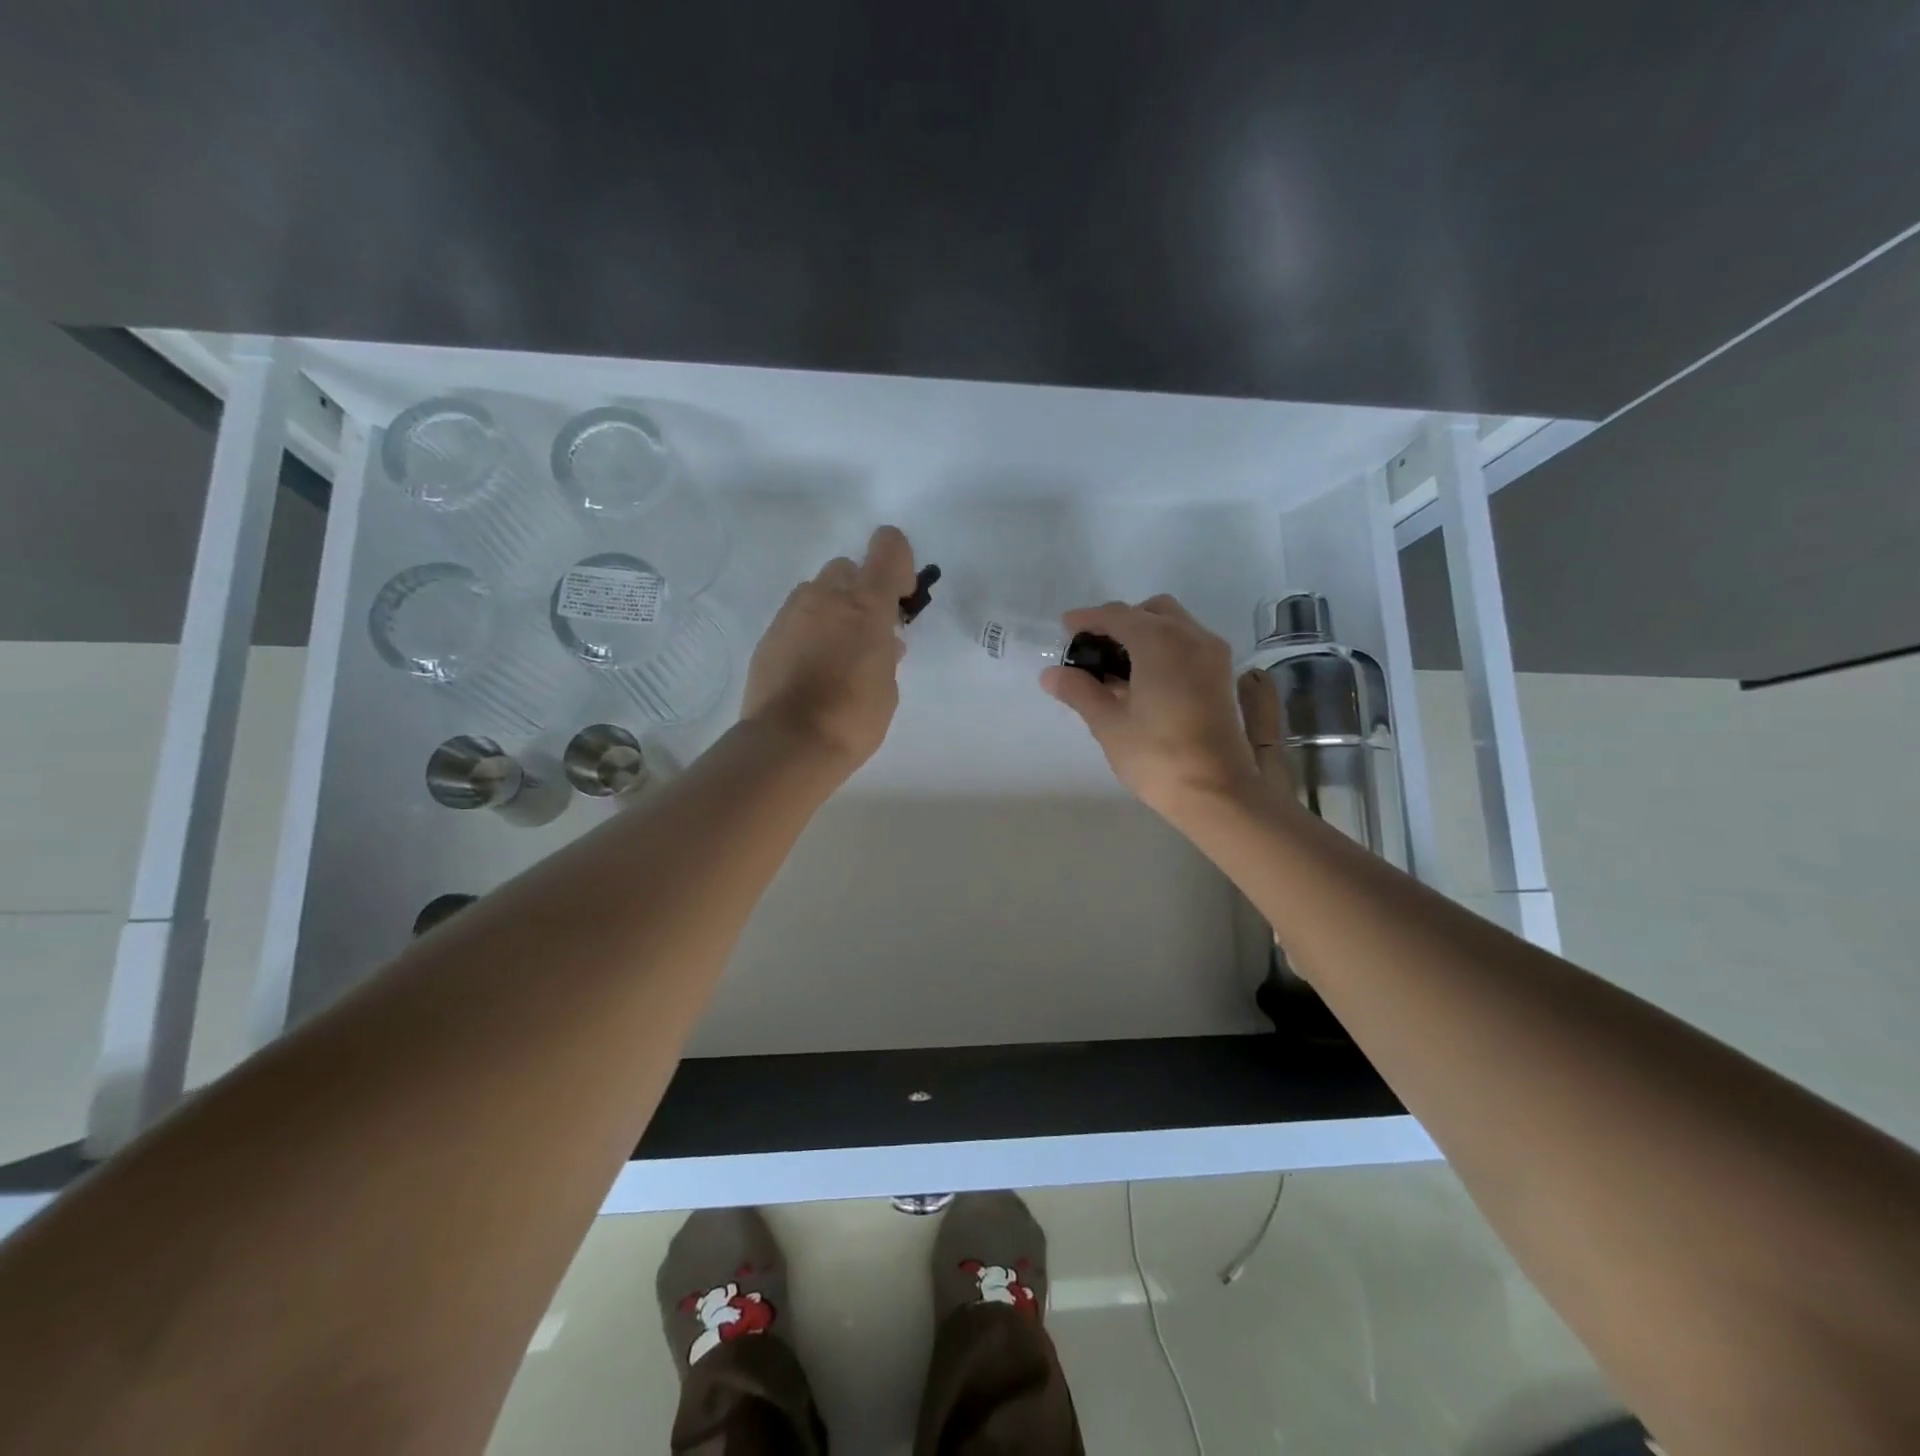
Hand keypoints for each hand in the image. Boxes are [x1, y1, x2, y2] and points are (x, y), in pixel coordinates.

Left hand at [741, 526, 916, 775]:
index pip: (887, 548)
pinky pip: (796, 619)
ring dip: (832, 610)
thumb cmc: (854, 718)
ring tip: (837, 654)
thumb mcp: (887, 686)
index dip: (898, 562)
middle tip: (867, 632)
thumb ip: (886, 654)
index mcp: (866, 605)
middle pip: (847, 568)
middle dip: (860, 590)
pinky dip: (808, 632)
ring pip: (817, 592)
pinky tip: (812, 669)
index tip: (900, 597)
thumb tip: (883, 643)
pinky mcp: (768, 636)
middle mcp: (826, 597)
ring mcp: (791, 614)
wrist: (789, 743)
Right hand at [1041, 595, 1260, 816]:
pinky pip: (1189, 646)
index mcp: (1160, 641)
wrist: (1218, 793)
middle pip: (1151, 611)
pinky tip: (1145, 680)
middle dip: (1121, 621)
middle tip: (1094, 648)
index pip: (1118, 615)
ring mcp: (1213, 656)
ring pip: (1175, 626)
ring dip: (1145, 634)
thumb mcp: (1109, 723)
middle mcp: (1191, 637)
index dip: (1089, 619)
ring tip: (1117, 667)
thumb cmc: (1157, 755)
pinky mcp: (1222, 678)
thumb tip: (1051, 673)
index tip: (1065, 627)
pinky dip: (1165, 649)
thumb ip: (1080, 691)